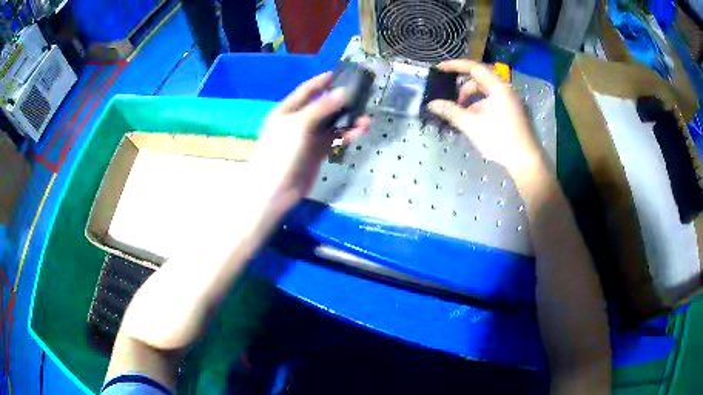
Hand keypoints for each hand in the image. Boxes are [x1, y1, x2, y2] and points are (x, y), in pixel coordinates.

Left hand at [250, 72, 369, 214]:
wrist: (275, 189)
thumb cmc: (282, 151)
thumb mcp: (299, 124)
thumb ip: (322, 107)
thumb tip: (343, 92)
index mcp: (287, 110)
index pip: (306, 91)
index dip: (321, 82)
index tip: (339, 74)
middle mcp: (298, 121)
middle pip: (322, 106)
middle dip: (340, 102)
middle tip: (361, 97)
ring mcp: (307, 138)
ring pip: (331, 125)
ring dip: (347, 121)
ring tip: (366, 120)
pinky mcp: (316, 153)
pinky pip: (333, 140)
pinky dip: (346, 135)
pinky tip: (359, 132)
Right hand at [428, 60, 544, 177]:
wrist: (527, 161)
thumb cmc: (500, 139)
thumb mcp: (472, 125)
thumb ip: (451, 111)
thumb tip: (432, 104)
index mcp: (498, 87)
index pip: (474, 67)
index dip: (454, 66)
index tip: (439, 69)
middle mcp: (506, 90)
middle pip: (480, 80)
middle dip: (463, 89)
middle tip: (452, 102)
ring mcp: (512, 101)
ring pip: (487, 93)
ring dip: (472, 100)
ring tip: (463, 115)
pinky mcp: (515, 112)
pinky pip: (494, 102)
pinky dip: (482, 106)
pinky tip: (475, 122)